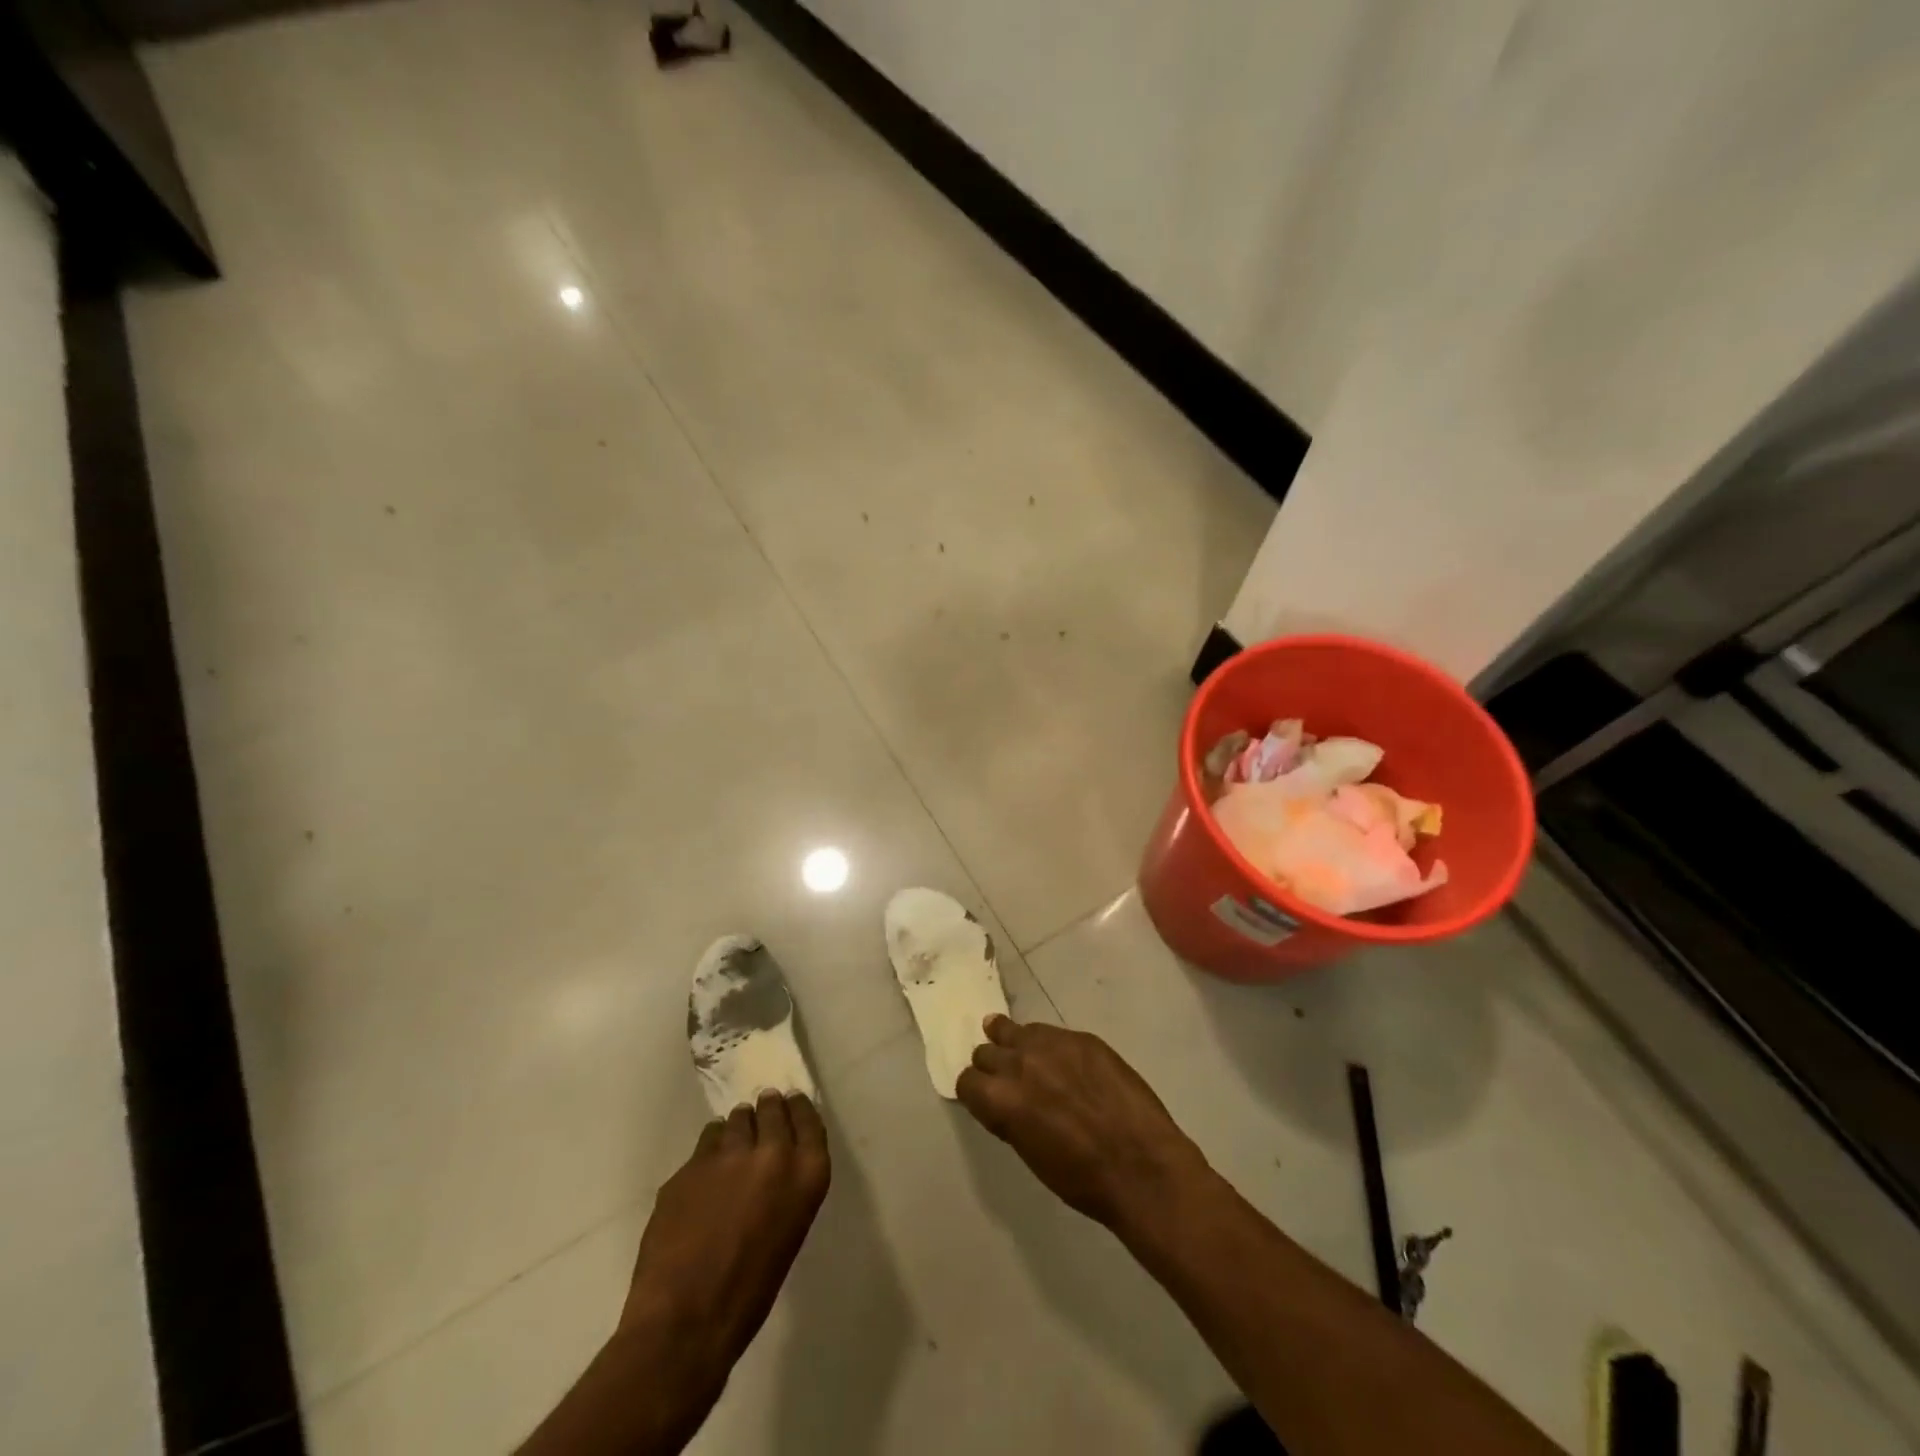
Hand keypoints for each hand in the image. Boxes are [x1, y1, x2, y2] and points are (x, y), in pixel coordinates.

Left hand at [618, 1092, 829, 1391]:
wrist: (685, 1321)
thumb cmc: (749, 1292)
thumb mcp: (788, 1232)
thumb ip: (786, 1188)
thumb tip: (772, 1168)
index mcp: (806, 1174)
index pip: (809, 1120)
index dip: (798, 1109)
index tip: (792, 1102)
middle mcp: (772, 1153)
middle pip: (772, 1109)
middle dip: (766, 1110)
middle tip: (761, 1115)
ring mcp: (728, 1154)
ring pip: (735, 1120)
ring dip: (736, 1128)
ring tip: (731, 1144)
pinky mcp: (691, 1164)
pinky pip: (706, 1143)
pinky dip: (709, 1151)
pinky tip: (705, 1173)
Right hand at [955, 1016, 1209, 1232]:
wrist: (1142, 1167)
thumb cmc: (1082, 1179)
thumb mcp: (1031, 1153)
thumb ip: (1011, 1118)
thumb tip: (1006, 1102)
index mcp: (1001, 1100)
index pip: (966, 1081)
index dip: (974, 1091)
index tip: (984, 1098)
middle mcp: (1019, 1064)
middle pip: (986, 1051)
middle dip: (991, 1065)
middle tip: (1005, 1078)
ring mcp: (1052, 1045)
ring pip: (1014, 1030)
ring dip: (1012, 1042)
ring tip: (1018, 1048)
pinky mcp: (1082, 1037)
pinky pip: (1050, 1031)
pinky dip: (1046, 1043)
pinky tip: (1058, 1056)